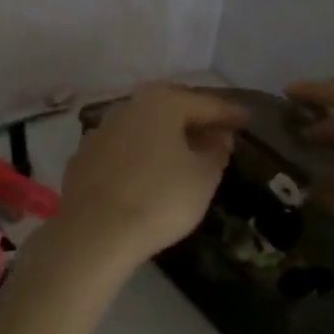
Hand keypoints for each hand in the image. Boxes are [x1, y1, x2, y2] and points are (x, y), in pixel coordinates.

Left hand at [46, 85, 248, 276]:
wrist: (94, 232)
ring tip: (185, 152)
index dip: (230, 113)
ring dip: (166, 135)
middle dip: (195, 118)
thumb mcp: (203, 177)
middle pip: (171, 107)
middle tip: (217, 131)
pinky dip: (141, 153)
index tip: (249, 119)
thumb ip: (216, 151)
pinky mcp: (84, 156)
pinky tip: (149, 171)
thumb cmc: (159, 198)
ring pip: (144, 126)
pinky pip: (124, 147)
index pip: (206, 103)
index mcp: (163, 102)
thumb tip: (218, 136)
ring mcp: (102, 129)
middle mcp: (129, 106)